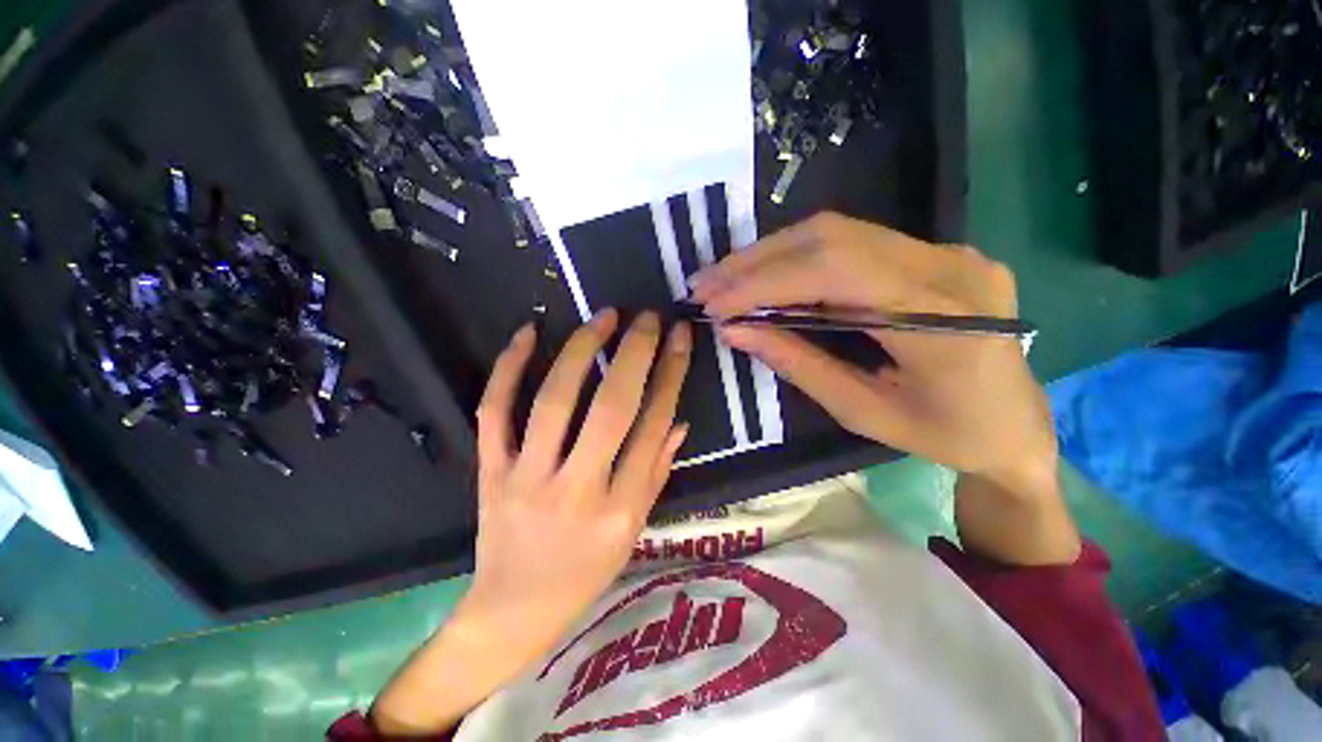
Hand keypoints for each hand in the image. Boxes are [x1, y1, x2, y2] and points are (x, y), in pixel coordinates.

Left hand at [372, 310, 691, 735]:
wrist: (512, 611)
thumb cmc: (586, 574)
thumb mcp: (635, 530)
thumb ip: (657, 471)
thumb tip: (678, 420)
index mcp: (620, 508)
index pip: (653, 426)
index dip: (670, 374)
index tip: (678, 338)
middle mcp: (576, 489)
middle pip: (610, 407)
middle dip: (634, 353)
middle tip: (648, 317)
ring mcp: (526, 478)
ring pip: (554, 401)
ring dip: (581, 350)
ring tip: (604, 316)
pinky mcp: (490, 472)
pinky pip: (494, 411)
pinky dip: (508, 367)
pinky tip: (529, 331)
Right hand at [692, 213, 1075, 565]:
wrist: (1018, 426)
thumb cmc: (946, 436)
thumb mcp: (863, 412)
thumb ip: (799, 364)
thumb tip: (736, 332)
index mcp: (943, 321)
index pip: (834, 273)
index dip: (764, 282)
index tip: (714, 304)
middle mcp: (948, 267)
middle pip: (832, 238)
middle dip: (756, 260)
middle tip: (706, 284)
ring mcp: (946, 252)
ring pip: (838, 232)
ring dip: (771, 254)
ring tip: (724, 279)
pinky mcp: (934, 254)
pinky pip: (852, 243)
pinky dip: (797, 258)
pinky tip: (765, 275)